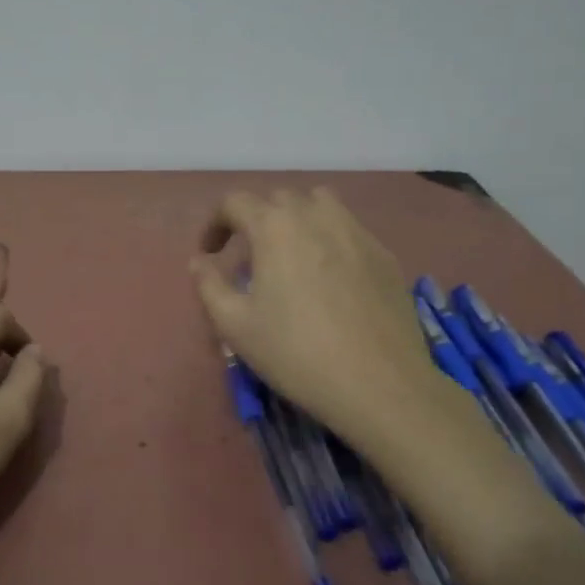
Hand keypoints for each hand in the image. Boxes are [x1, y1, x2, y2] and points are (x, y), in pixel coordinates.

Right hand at [190, 188, 488, 473]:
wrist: (380, 385)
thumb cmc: (296, 353)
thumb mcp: (234, 325)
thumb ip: (209, 285)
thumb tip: (200, 261)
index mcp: (274, 226)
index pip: (235, 202)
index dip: (215, 223)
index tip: (210, 253)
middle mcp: (315, 216)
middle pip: (278, 199)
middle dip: (255, 219)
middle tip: (249, 258)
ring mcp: (356, 232)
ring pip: (319, 203)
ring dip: (297, 218)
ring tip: (292, 253)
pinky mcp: (384, 254)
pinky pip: (349, 229)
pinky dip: (330, 238)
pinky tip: (330, 277)